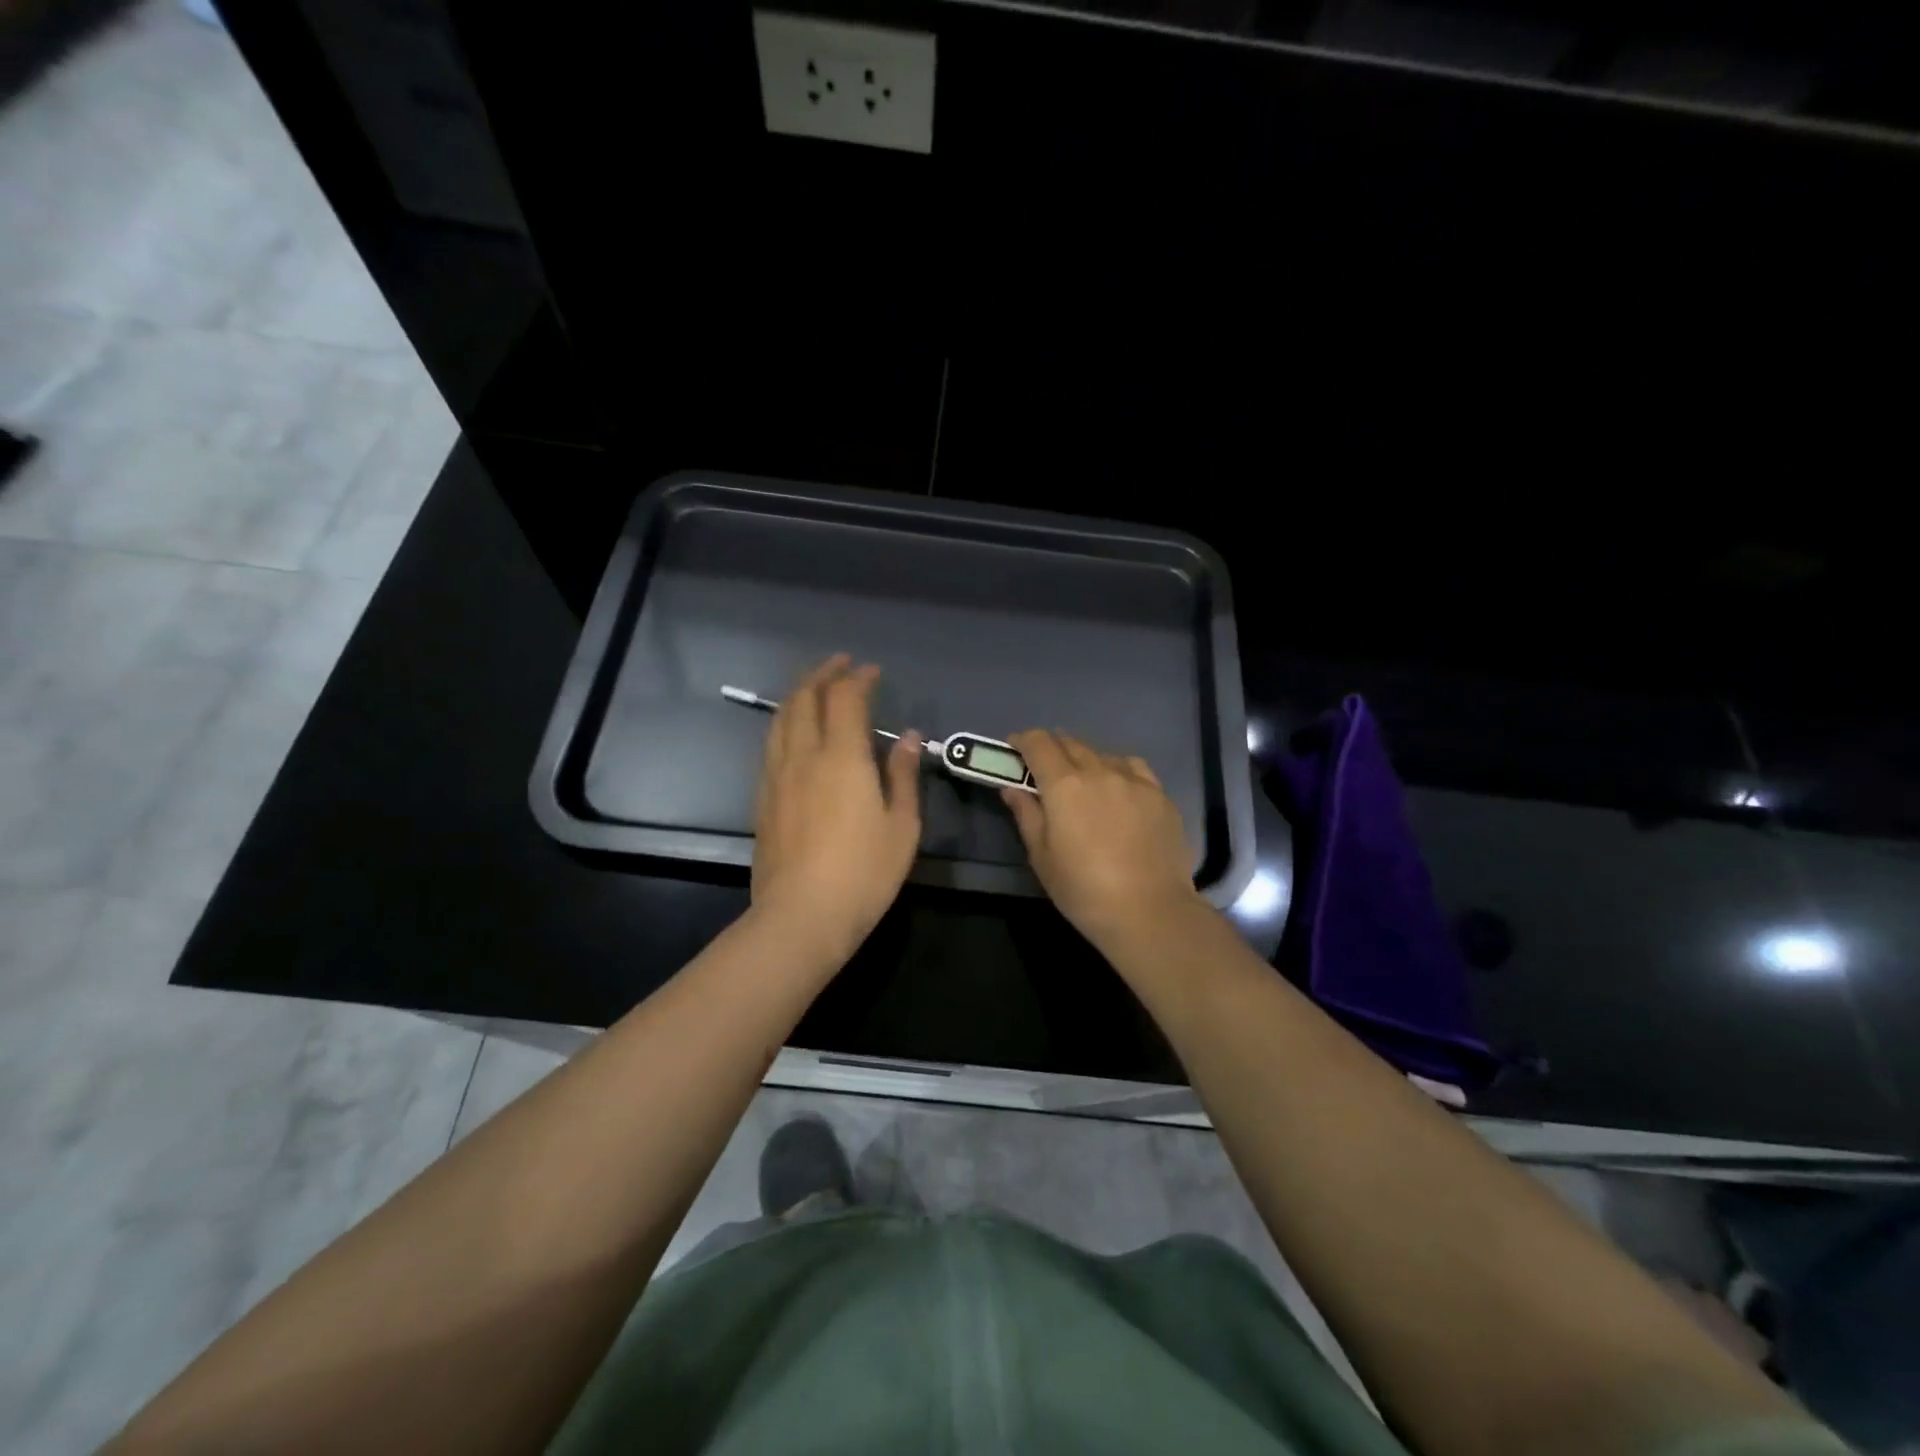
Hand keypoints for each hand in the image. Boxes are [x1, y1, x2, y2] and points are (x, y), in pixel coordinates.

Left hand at [750, 655, 922, 966]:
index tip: (872, 671)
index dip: (858, 678)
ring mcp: (777, 776)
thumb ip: (903, 775)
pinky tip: (795, 730)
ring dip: (798, 693)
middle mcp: (804, 756)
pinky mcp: (763, 797)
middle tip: (840, 664)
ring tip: (814, 686)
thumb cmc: (864, 873)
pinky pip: (772, 743)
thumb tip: (908, 737)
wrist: (801, 916)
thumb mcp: (902, 826)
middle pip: (805, 698)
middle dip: (822, 674)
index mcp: (842, 758)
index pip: (845, 699)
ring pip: (781, 718)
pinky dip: (786, 722)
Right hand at [1001, 730, 1200, 947]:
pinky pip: (1133, 768)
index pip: (1038, 743)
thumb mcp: (1041, 857)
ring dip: (1085, 759)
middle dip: (1051, 747)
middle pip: (1070, 742)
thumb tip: (1013, 788)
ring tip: (1083, 781)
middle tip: (1043, 767)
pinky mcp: (1160, 795)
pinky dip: (1118, 770)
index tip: (1014, 750)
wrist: (1150, 912)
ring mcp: (1134, 780)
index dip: (1022, 741)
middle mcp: (1099, 771)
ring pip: (1103, 754)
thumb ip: (1026, 815)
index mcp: (1064, 785)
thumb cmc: (1084, 890)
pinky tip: (1119, 789)